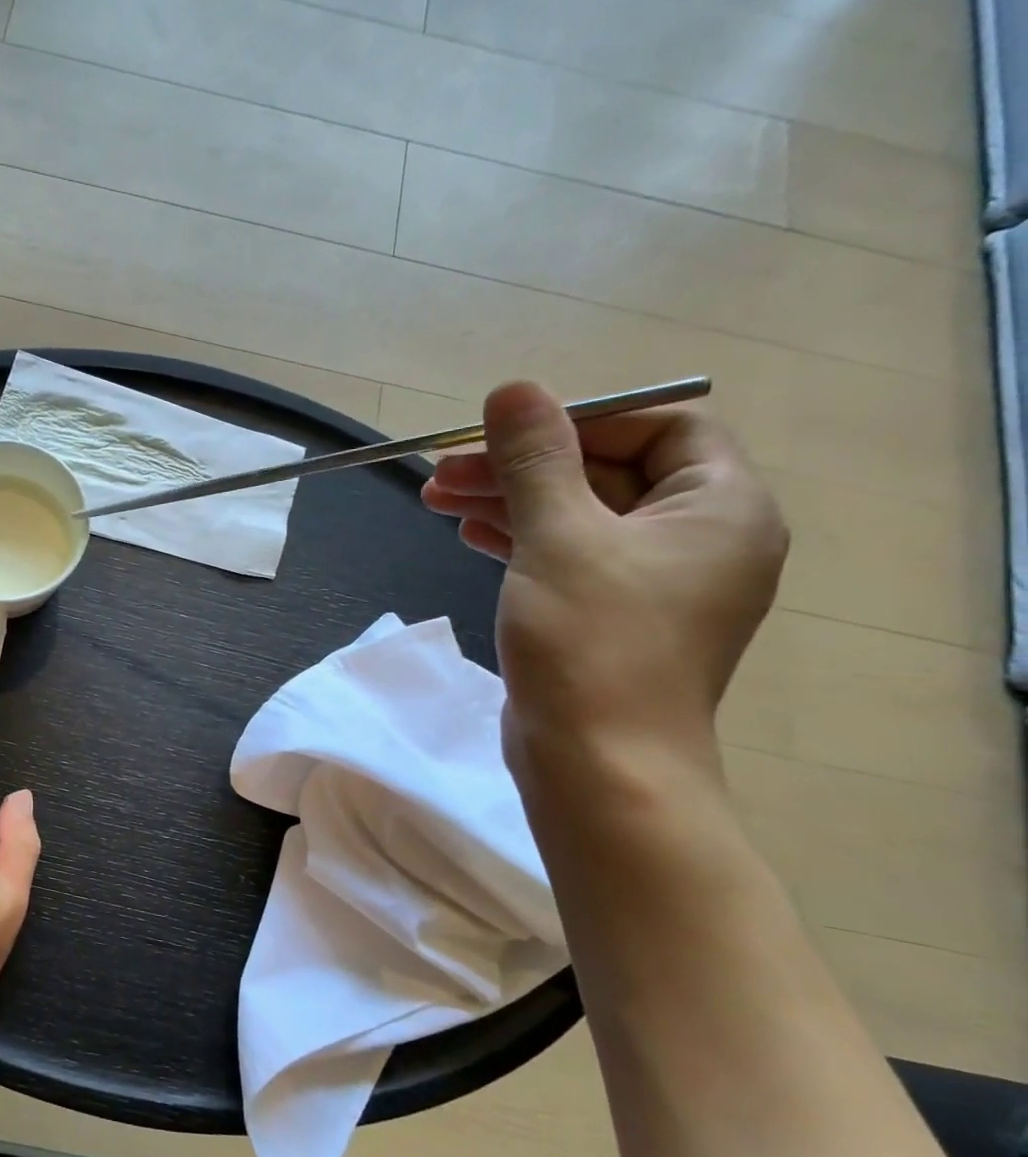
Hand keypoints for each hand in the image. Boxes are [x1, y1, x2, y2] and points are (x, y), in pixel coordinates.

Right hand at [420, 381, 787, 770]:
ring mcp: (654, 581)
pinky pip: (569, 555)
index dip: (578, 419)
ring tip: (437, 498)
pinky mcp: (611, 615)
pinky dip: (520, 538)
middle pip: (606, 471)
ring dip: (510, 500)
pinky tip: (470, 534)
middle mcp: (699, 537)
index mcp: (720, 506)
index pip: (658, 426)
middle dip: (522, 465)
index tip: (502, 433)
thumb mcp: (558, 538)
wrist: (598, 766)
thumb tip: (513, 389)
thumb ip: (535, 460)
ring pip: (578, 515)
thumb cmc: (591, 644)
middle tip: (443, 471)